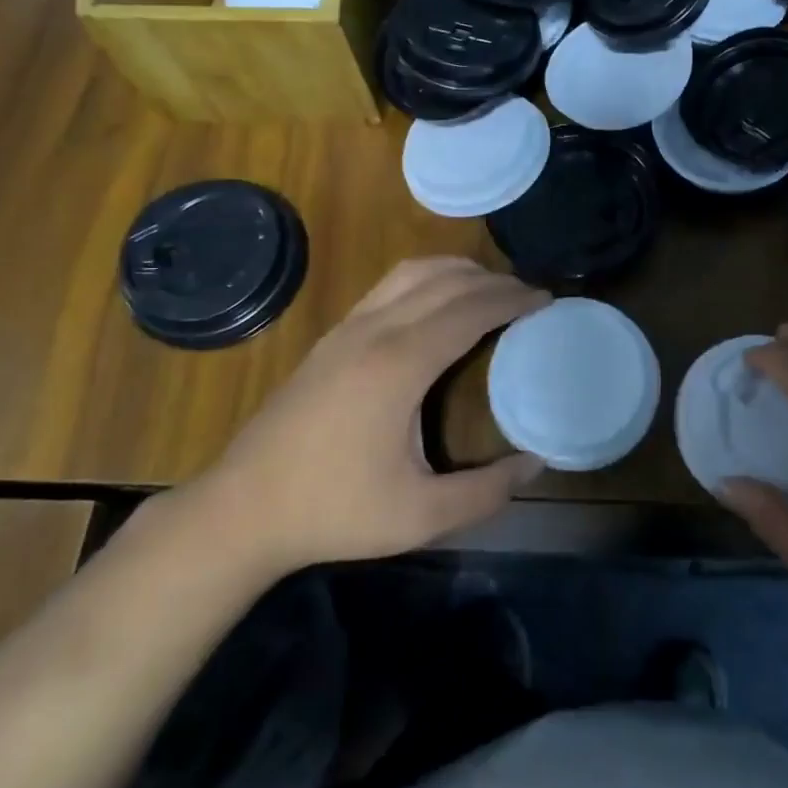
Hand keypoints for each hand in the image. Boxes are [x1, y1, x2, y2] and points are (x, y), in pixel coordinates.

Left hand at [191, 258, 548, 579]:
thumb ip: (486, 492)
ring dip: (457, 272)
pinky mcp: (330, 337)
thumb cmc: (334, 510)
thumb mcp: (420, 516)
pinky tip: (436, 304)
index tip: (546, 299)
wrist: (241, 509)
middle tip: (528, 295)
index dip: (512, 299)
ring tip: (489, 289)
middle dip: (493, 280)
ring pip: (412, 273)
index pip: (470, 310)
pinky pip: (388, 286)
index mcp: (400, 364)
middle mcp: (375, 331)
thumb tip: (536, 464)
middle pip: (446, 281)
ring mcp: (347, 329)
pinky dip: (426, 280)